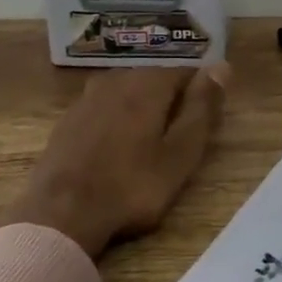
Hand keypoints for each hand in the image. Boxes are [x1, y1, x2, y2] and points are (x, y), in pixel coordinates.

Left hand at [0, 65, 230, 258]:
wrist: (59, 214)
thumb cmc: (131, 187)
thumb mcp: (180, 153)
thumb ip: (202, 108)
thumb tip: (221, 66)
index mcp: (148, 83)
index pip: (187, 72)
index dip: (202, 94)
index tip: (206, 123)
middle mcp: (118, 79)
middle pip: (156, 79)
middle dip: (172, 100)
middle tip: (180, 139)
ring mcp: (88, 98)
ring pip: (128, 92)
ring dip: (143, 109)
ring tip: (151, 143)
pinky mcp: (68, 120)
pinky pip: (104, 108)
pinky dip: (117, 120)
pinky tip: (118, 148)